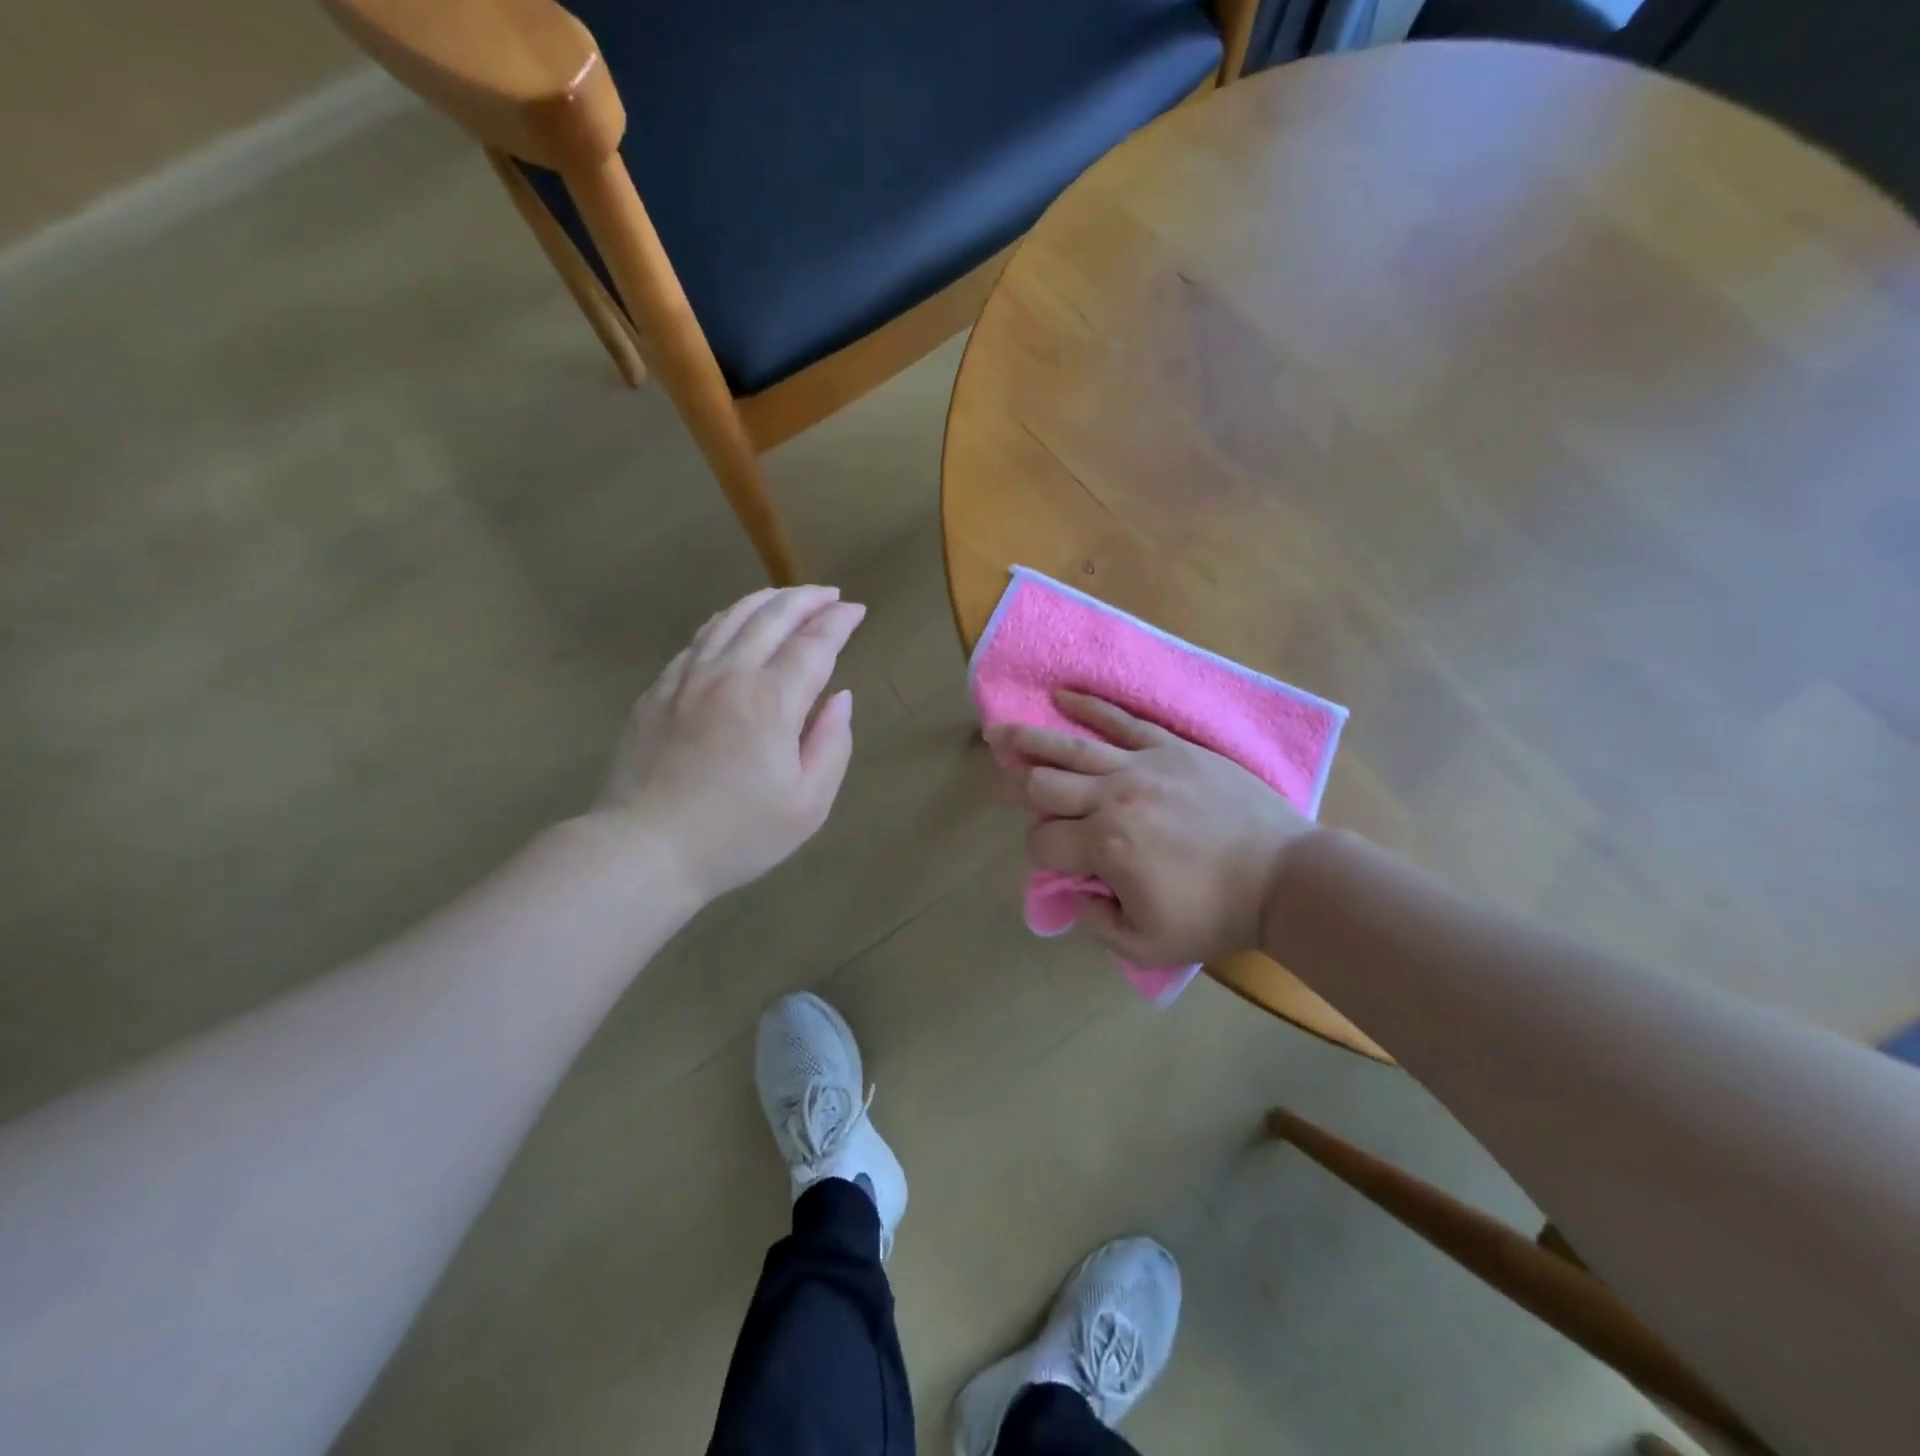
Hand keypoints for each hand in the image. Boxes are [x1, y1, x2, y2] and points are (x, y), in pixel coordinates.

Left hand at [592, 586, 864, 903]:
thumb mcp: (808, 804)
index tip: (856, 610)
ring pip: (730, 618)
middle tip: (830, 595)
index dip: (838, 622)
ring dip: (765, 600)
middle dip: (806, 599)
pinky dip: (726, 621)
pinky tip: (734, 625)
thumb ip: (832, 744)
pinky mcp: (656, 691)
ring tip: (787, 598)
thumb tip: (841, 697)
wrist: (643, 851)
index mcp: (771, 702)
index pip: (813, 644)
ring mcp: (686, 679)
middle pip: (771, 616)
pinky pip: (698, 640)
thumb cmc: (737, 836)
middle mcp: (729, 675)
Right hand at [988, 691, 1315, 965]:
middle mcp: (1112, 798)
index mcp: (1105, 846)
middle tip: (1005, 787)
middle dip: (1017, 789)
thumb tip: (1072, 892)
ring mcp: (1142, 765)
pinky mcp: (1170, 746)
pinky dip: (1088, 706)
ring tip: (997, 731)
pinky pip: (1122, 720)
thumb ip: (1096, 922)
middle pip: (1043, 785)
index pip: (1042, 842)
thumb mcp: (1148, 945)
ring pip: (1070, 746)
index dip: (1037, 854)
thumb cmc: (1216, 914)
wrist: (1285, 875)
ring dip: (1028, 739)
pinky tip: (1062, 695)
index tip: (1055, 864)